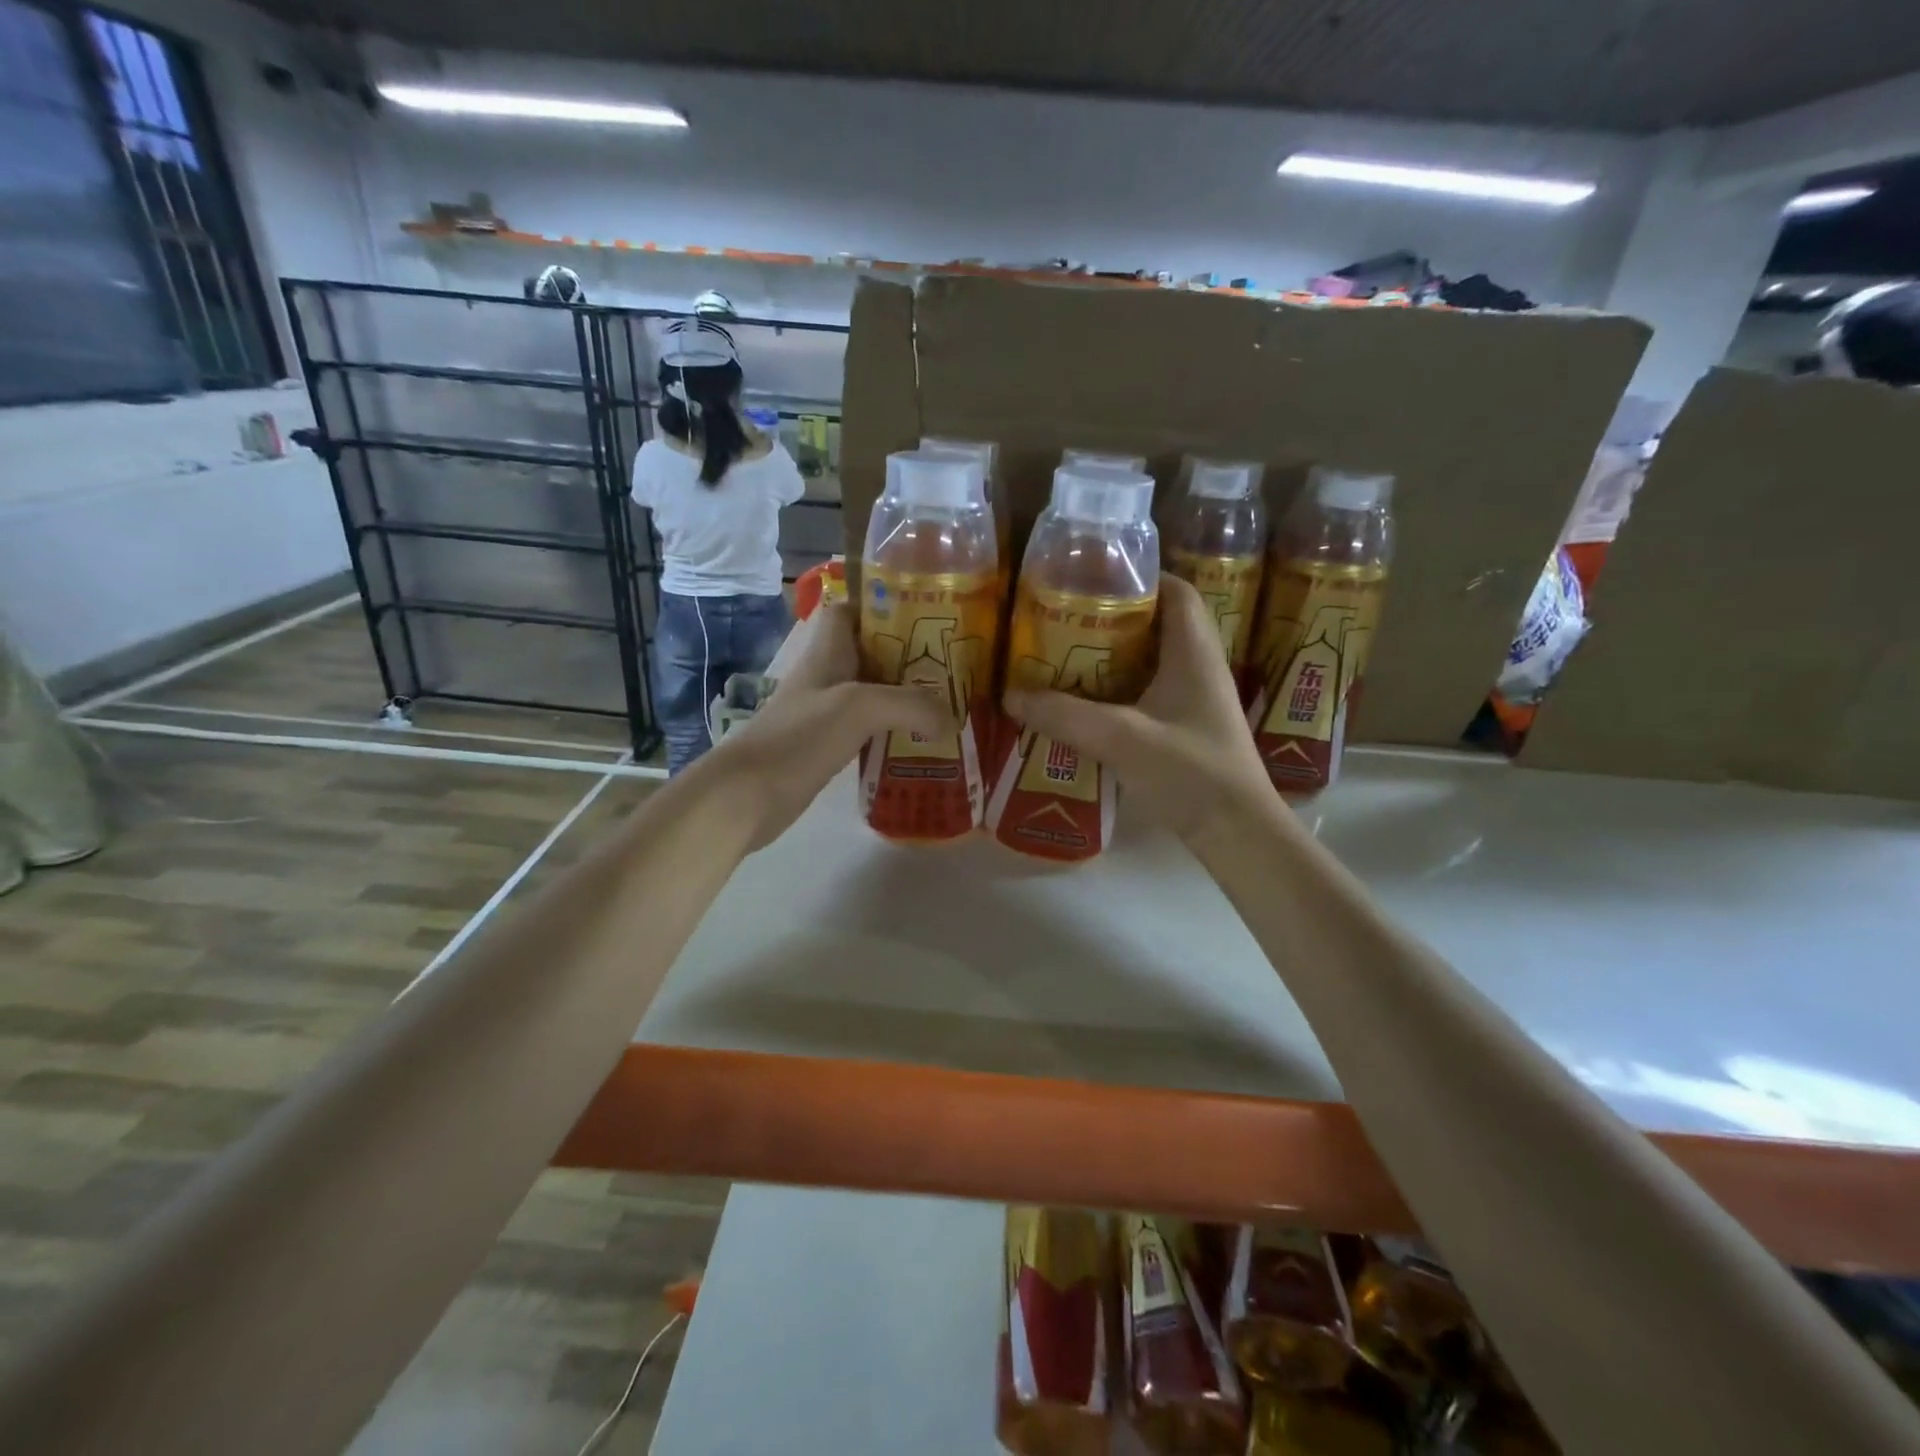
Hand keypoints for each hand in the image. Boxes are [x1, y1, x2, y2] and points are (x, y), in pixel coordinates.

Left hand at [702, 601, 954, 850]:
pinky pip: (869, 727)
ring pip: (873, 691)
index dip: (883, 606)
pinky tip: (921, 741)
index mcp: (828, 652)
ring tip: (947, 701)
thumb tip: (950, 719)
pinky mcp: (828, 744)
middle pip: (871, 652)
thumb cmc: (800, 737)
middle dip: (909, 654)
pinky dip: (894, 729)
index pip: (851, 611)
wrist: (748, 794)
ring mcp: (826, 711)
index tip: (924, 615)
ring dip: (905, 695)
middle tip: (952, 664)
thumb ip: (910, 704)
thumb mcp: (859, 707)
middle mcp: (827, 675)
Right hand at [1003, 574, 1278, 846]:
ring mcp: (1197, 699)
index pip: (1177, 591)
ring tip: (1068, 655)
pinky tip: (1088, 702)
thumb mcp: (1121, 739)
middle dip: (1115, 617)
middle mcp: (1200, 667)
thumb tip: (1011, 695)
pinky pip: (1151, 690)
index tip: (1094, 579)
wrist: (1237, 832)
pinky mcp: (1189, 727)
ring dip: (1116, 655)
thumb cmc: (1191, 773)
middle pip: (1160, 623)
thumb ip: (1065, 715)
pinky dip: (1121, 688)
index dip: (1141, 576)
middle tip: (1068, 619)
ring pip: (1153, 659)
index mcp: (1194, 652)